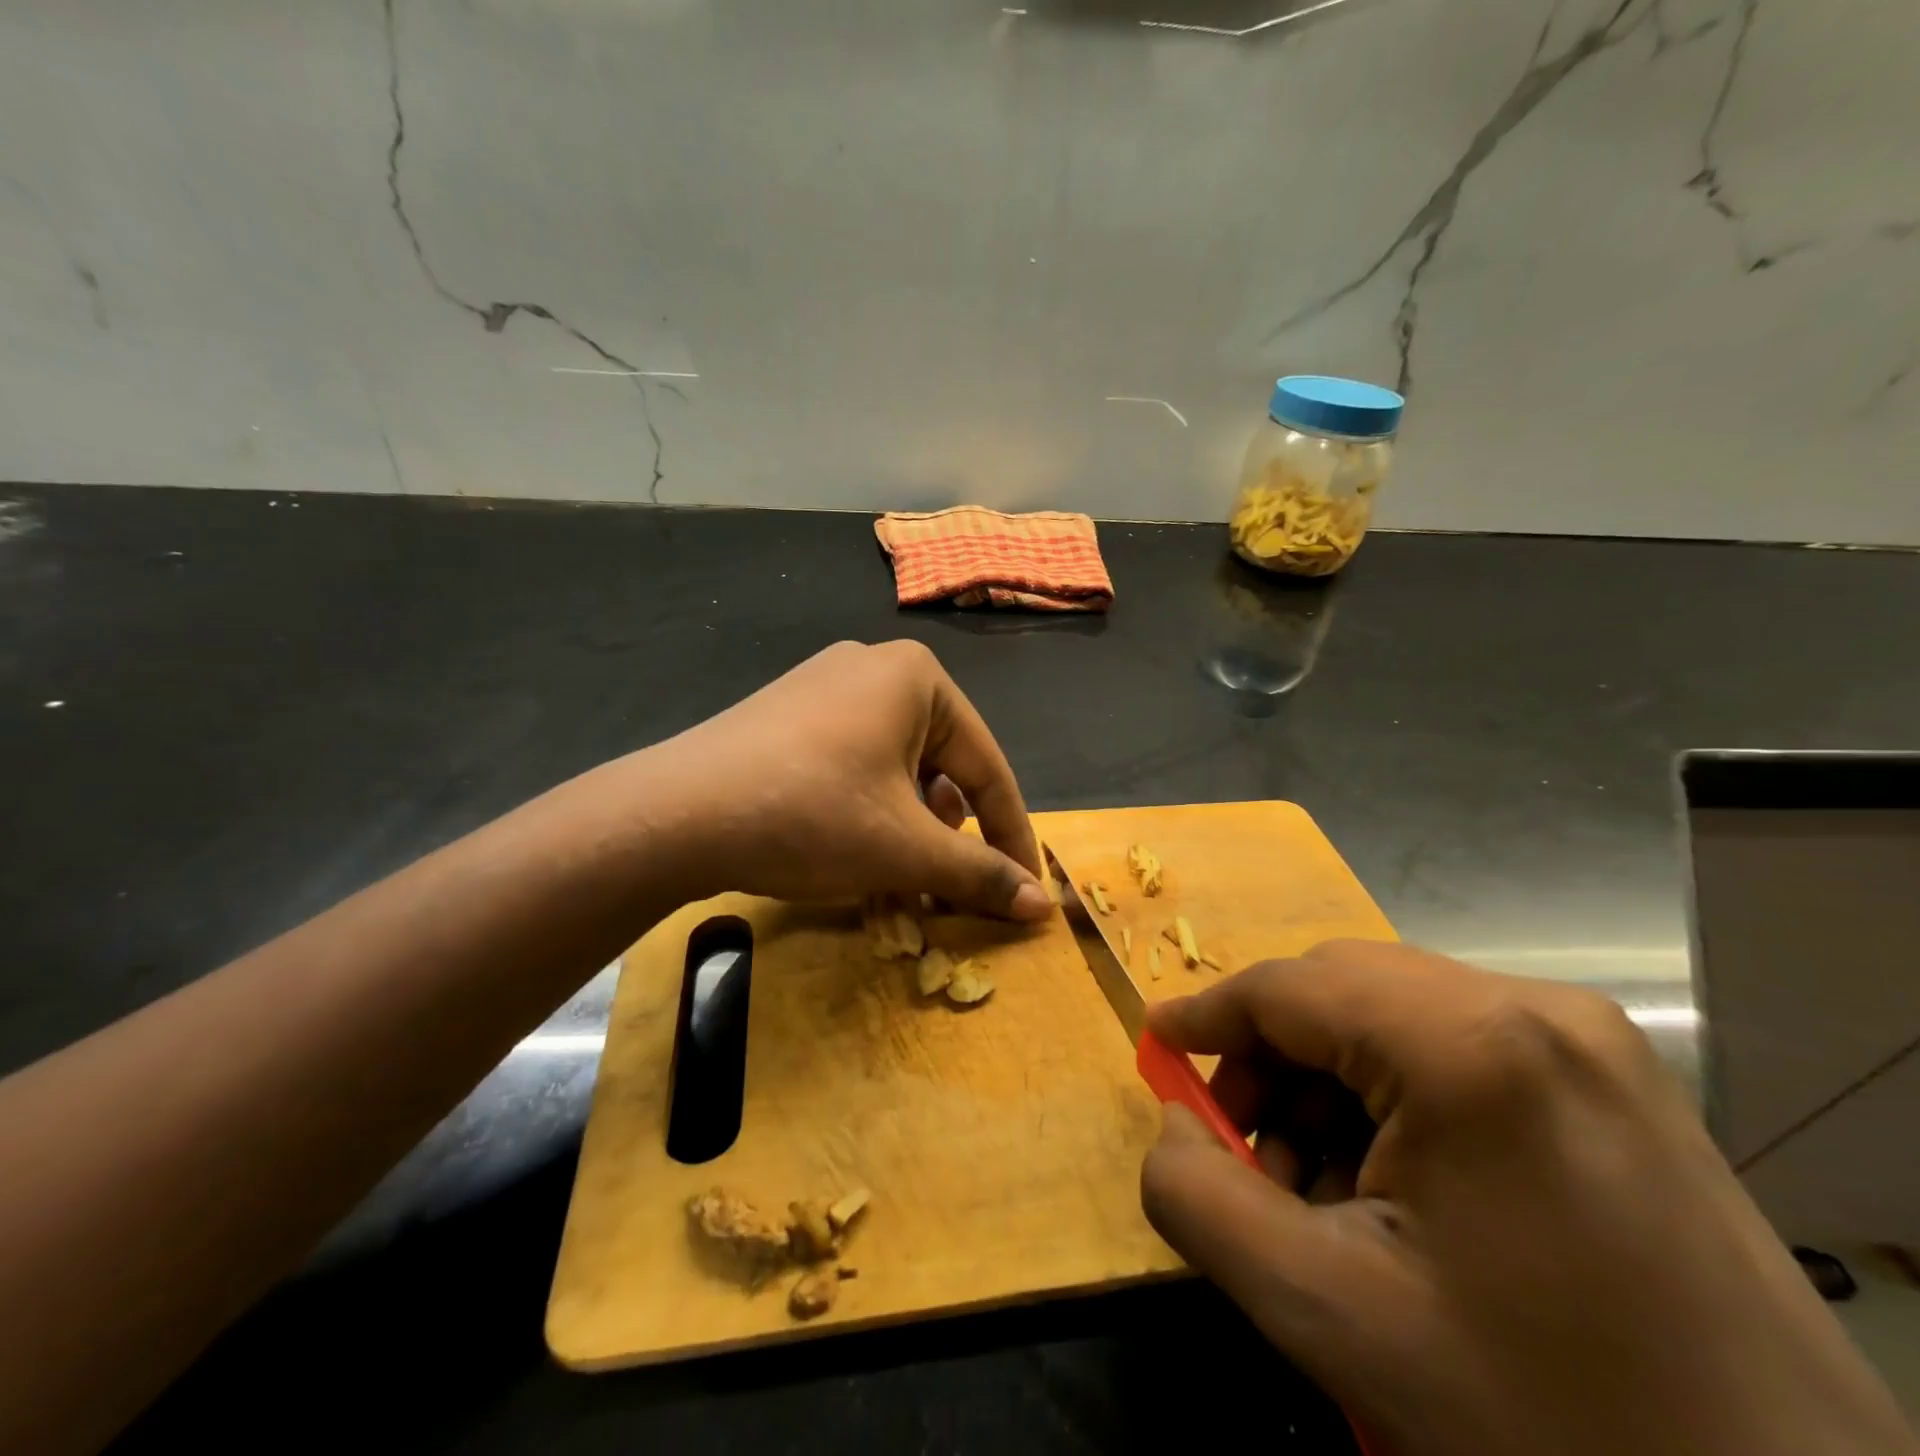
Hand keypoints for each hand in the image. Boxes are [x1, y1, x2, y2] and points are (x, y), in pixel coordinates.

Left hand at [641, 639, 1049, 918]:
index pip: (987, 767)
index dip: (1011, 835)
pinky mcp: (788, 712)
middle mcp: (874, 666)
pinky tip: (852, 845)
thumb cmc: (811, 815)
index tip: (1025, 889)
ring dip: (909, 824)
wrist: (674, 814)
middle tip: (946, 885)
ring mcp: (824, 684)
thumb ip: (980, 874)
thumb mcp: (905, 848)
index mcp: (917, 677)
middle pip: (941, 764)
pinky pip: (854, 760)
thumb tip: (1042, 906)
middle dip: (950, 831)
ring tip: (897, 871)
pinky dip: (868, 807)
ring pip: (896, 766)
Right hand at [1139, 941, 1915, 1455]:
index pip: (1289, 987)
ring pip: (1392, 1017)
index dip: (1208, 1013)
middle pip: (1341, 992)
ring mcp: (1589, 1040)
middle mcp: (1536, 1008)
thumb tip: (1176, 1122)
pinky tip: (1394, 1186)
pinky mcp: (1615, 1079)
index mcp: (1472, 1042)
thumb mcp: (1332, 1315)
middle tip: (1243, 1148)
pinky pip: (1454, 1048)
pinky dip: (1394, 1098)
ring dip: (1328, 1085)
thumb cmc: (1546, 1423)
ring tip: (1318, 1188)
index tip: (1157, 1041)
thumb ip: (1201, 1199)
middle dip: (1271, 1061)